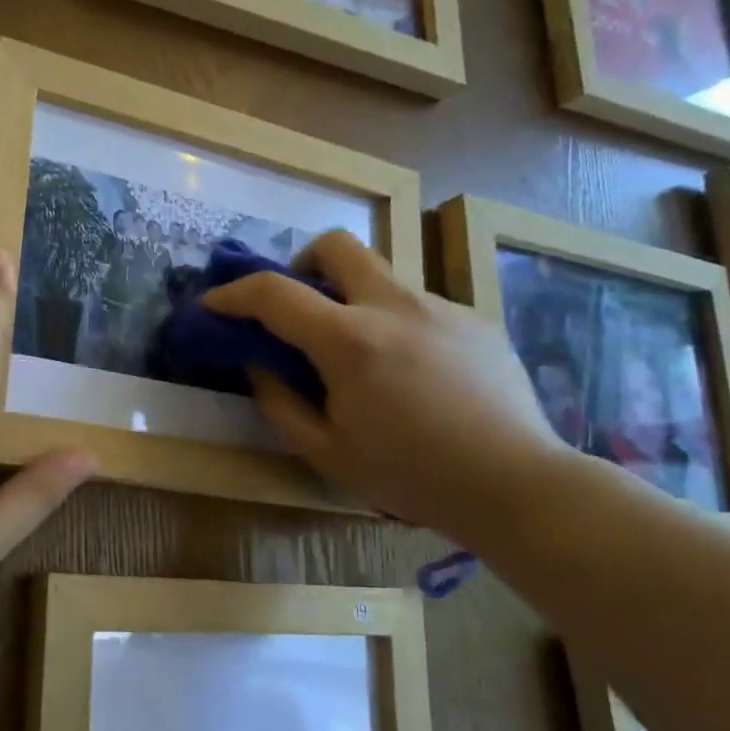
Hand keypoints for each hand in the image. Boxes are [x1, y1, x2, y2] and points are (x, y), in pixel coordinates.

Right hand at [201, 232, 568, 545]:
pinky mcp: (475, 320)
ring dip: (354, 300)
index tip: (213, 304)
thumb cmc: (411, 476)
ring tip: (363, 357)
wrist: (516, 484)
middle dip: (303, 262)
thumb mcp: (327, 452)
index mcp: (350, 341)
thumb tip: (259, 366)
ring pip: (382, 277)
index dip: (233, 294)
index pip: (274, 293)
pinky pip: (418, 307)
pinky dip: (395, 325)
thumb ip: (280, 403)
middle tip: (299, 305)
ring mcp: (441, 307)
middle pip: (338, 246)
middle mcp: (394, 307)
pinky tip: (414, 376)